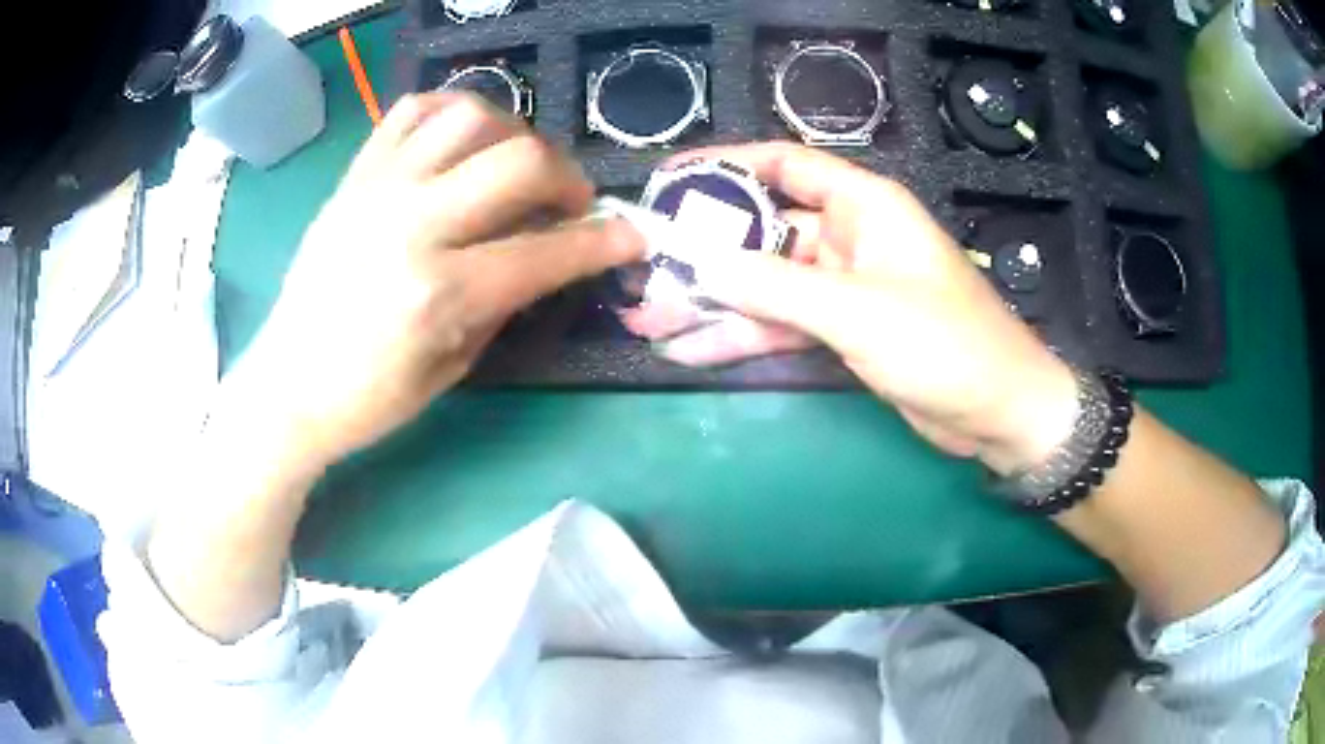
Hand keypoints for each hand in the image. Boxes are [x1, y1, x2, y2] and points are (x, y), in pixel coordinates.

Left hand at [227, 93, 641, 467]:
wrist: (286, 384)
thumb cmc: (367, 399)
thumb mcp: (452, 368)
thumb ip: (505, 302)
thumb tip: (551, 255)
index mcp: (438, 293)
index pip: (545, 252)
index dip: (603, 242)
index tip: (634, 236)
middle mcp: (411, 224)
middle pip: (519, 160)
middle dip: (566, 178)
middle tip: (568, 205)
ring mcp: (378, 190)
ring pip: (471, 117)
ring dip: (514, 134)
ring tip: (515, 165)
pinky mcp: (355, 176)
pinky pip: (411, 111)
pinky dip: (453, 111)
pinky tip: (465, 138)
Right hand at [623, 143, 1076, 473]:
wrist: (998, 412)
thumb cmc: (945, 344)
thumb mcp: (858, 311)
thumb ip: (777, 286)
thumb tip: (702, 262)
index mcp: (864, 205)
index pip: (784, 164)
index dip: (724, 167)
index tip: (669, 185)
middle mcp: (849, 236)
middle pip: (763, 230)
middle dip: (704, 252)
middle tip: (644, 271)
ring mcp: (844, 287)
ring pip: (766, 284)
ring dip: (712, 302)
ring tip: (649, 322)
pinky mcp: (843, 331)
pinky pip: (782, 324)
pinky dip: (742, 336)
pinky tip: (692, 350)